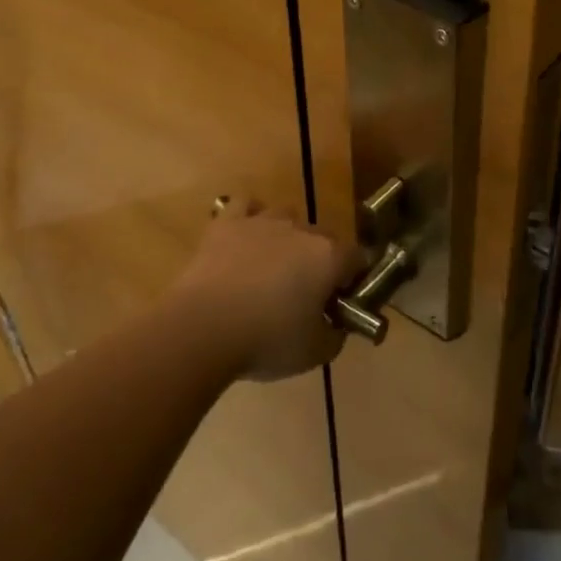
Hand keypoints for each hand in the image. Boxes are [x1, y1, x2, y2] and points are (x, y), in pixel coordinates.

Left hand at [175, 200, 359, 380]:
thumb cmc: (266, 340)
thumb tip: (337, 326)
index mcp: (329, 257)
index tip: (340, 303)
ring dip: (286, 237)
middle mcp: (302, 230)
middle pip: (323, 238)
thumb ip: (335, 336)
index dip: (352, 280)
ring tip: (272, 266)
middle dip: (319, 261)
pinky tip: (246, 236)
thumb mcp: (315, 353)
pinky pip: (245, 206)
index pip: (358, 258)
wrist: (202, 328)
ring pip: (287, 216)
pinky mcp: (228, 223)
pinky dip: (249, 217)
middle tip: (304, 294)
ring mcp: (263, 221)